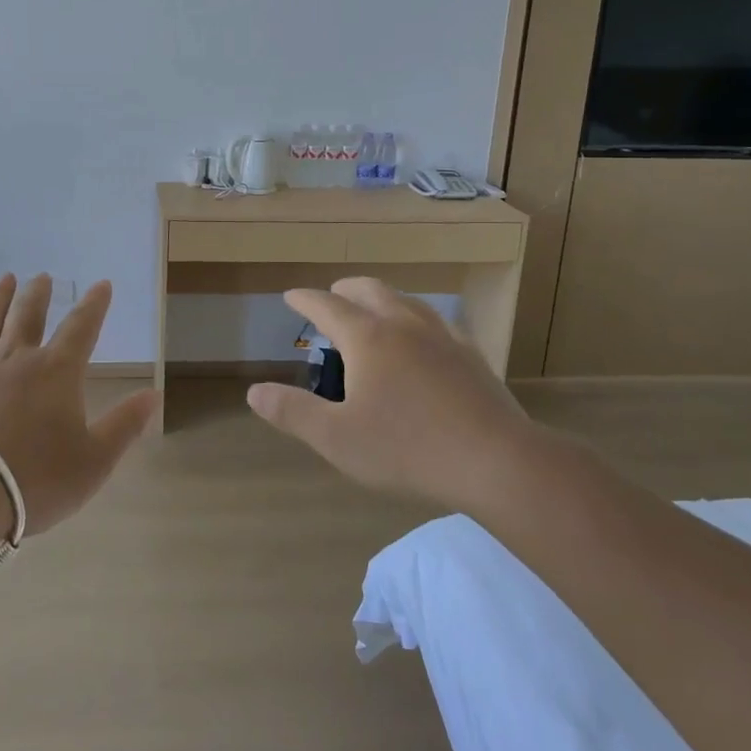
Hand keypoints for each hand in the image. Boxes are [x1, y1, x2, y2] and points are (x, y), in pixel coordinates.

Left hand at [0, 274, 158, 535]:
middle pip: (28, 314)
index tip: (101, 285)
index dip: (94, 305)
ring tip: (5, 279)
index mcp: (55, 372)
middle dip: (39, 293)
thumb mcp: (93, 462)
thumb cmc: (31, 480)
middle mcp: (14, 357)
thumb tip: (153, 394)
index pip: (81, 328)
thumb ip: (124, 426)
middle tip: (43, 277)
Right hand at [246, 277, 539, 512]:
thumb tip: (255, 391)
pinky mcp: (471, 355)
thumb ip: (293, 412)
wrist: (495, 460)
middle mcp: (403, 325)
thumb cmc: (407, 448)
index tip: (291, 296)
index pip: (328, 306)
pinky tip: (425, 337)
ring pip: (406, 300)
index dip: (306, 300)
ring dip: (382, 298)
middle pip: (369, 291)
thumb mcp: (337, 438)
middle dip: (345, 290)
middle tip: (332, 296)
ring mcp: (442, 336)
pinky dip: (417, 319)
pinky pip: (437, 322)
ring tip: (374, 309)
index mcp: (368, 338)